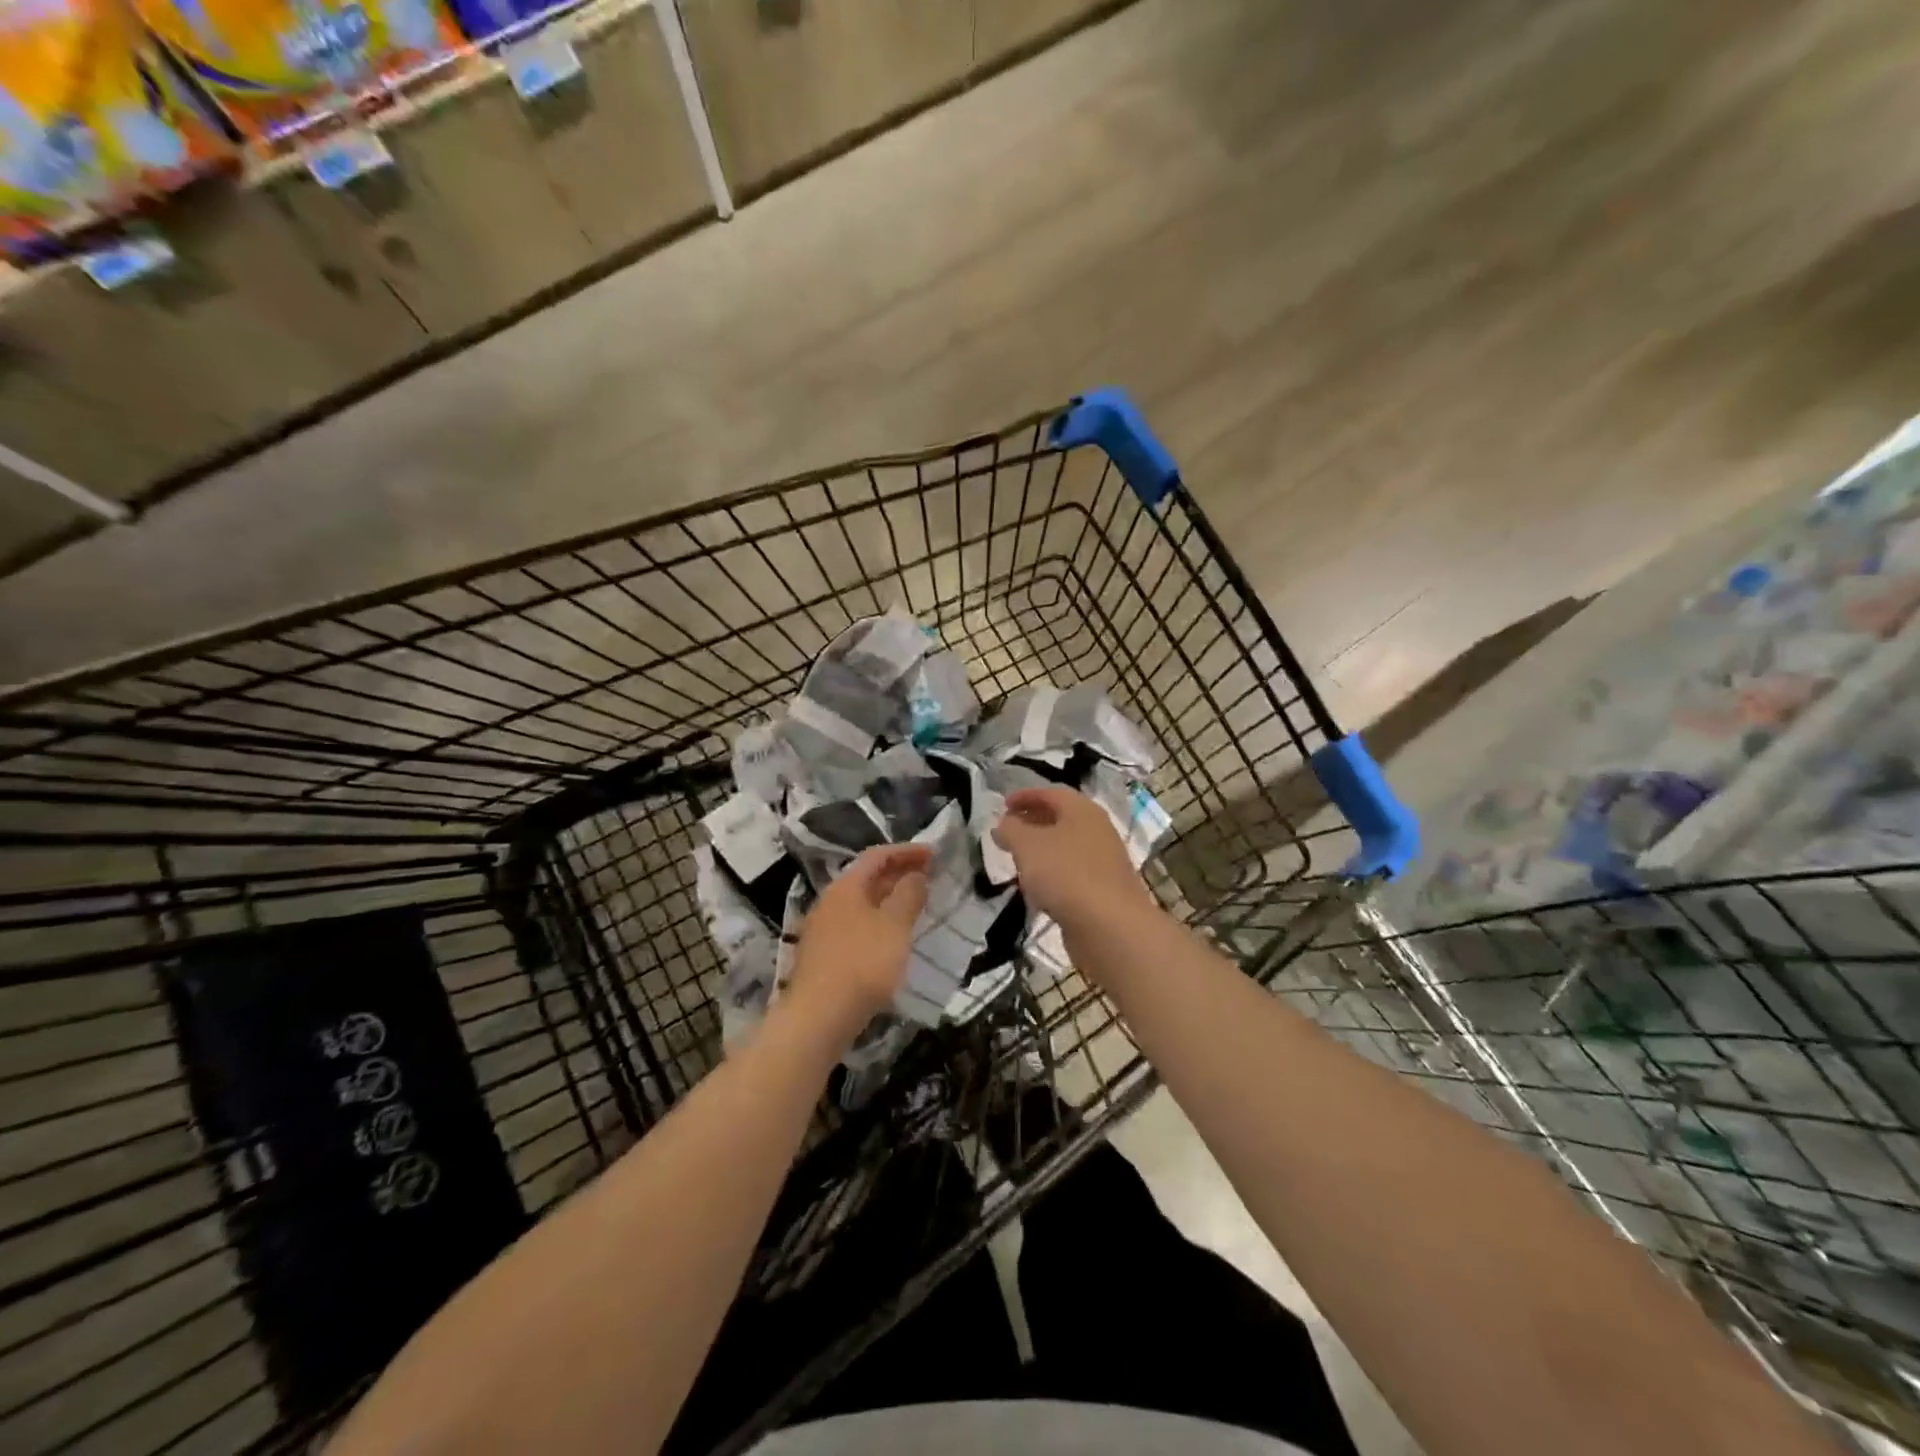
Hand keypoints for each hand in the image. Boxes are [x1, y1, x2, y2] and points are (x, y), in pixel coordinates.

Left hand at [788, 843, 930, 1038]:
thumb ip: (909, 894)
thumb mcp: (895, 925)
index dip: (907, 851)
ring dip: (891, 900)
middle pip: (868, 878)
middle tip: (931, 878)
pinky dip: (881, 923)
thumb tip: (916, 874)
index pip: (878, 856)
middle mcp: (831, 902)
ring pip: (864, 904)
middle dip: (901, 874)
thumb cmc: (862, 963)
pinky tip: (896, 939)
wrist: (819, 1017)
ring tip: (919, 906)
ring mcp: (825, 930)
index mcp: (845, 886)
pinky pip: (859, 927)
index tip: (935, 855)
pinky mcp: (826, 956)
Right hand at [993, 787, 1156, 931]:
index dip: (1025, 796)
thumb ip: (1011, 830)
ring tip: (1018, 861)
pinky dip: (1053, 874)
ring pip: (1067, 847)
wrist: (1110, 926)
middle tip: (1008, 832)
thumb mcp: (1027, 846)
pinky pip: (1073, 873)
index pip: (1051, 793)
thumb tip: (1004, 824)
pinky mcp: (1104, 890)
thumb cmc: (1066, 874)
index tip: (1003, 806)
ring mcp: (1104, 861)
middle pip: (1061, 819)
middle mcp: (1098, 830)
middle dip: (1032, 822)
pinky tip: (1038, 890)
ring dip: (1042, 850)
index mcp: (1083, 810)